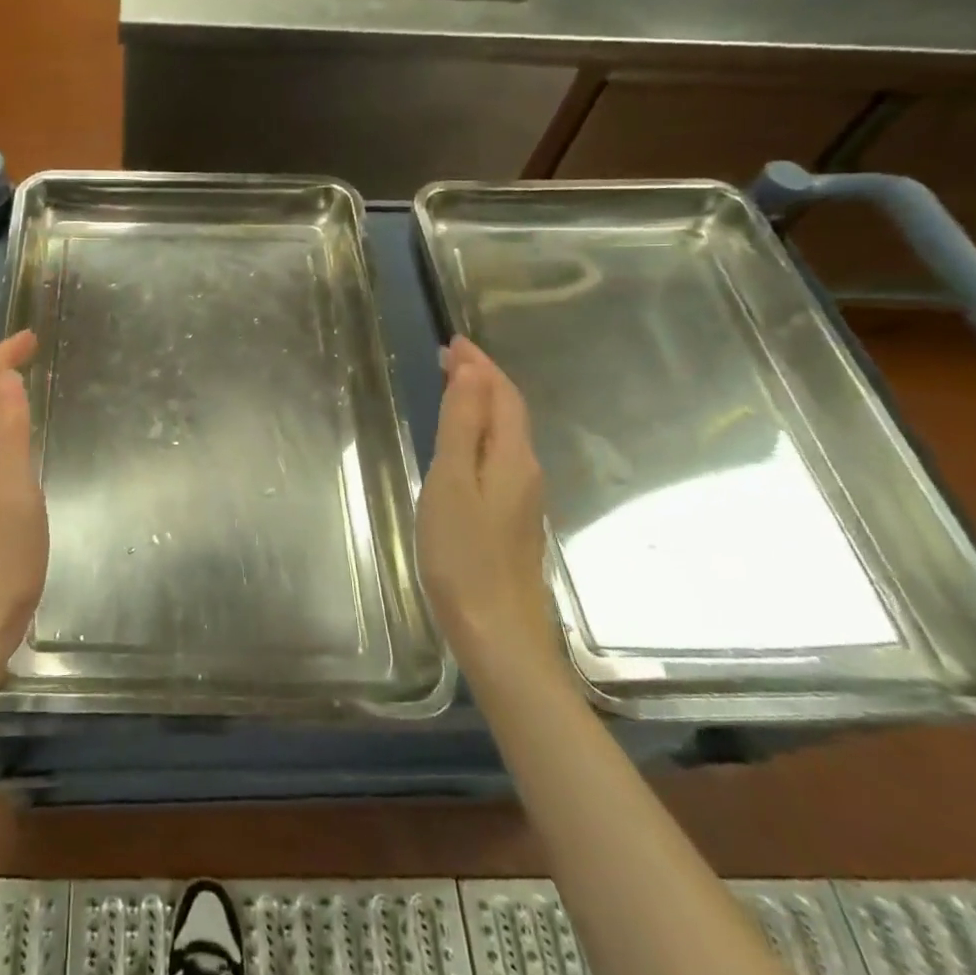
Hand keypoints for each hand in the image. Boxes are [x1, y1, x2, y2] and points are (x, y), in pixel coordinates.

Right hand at [417, 335, 560, 677]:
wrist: (497, 633)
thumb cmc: (463, 554)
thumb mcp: (452, 482)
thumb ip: (462, 426)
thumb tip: (473, 372)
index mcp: (511, 457)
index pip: (502, 395)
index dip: (480, 366)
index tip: (453, 341)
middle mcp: (525, 471)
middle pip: (509, 412)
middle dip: (483, 379)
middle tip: (449, 358)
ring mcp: (522, 498)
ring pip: (506, 434)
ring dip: (483, 404)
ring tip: (454, 388)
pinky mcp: (512, 520)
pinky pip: (499, 457)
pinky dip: (481, 433)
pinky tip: (463, 444)